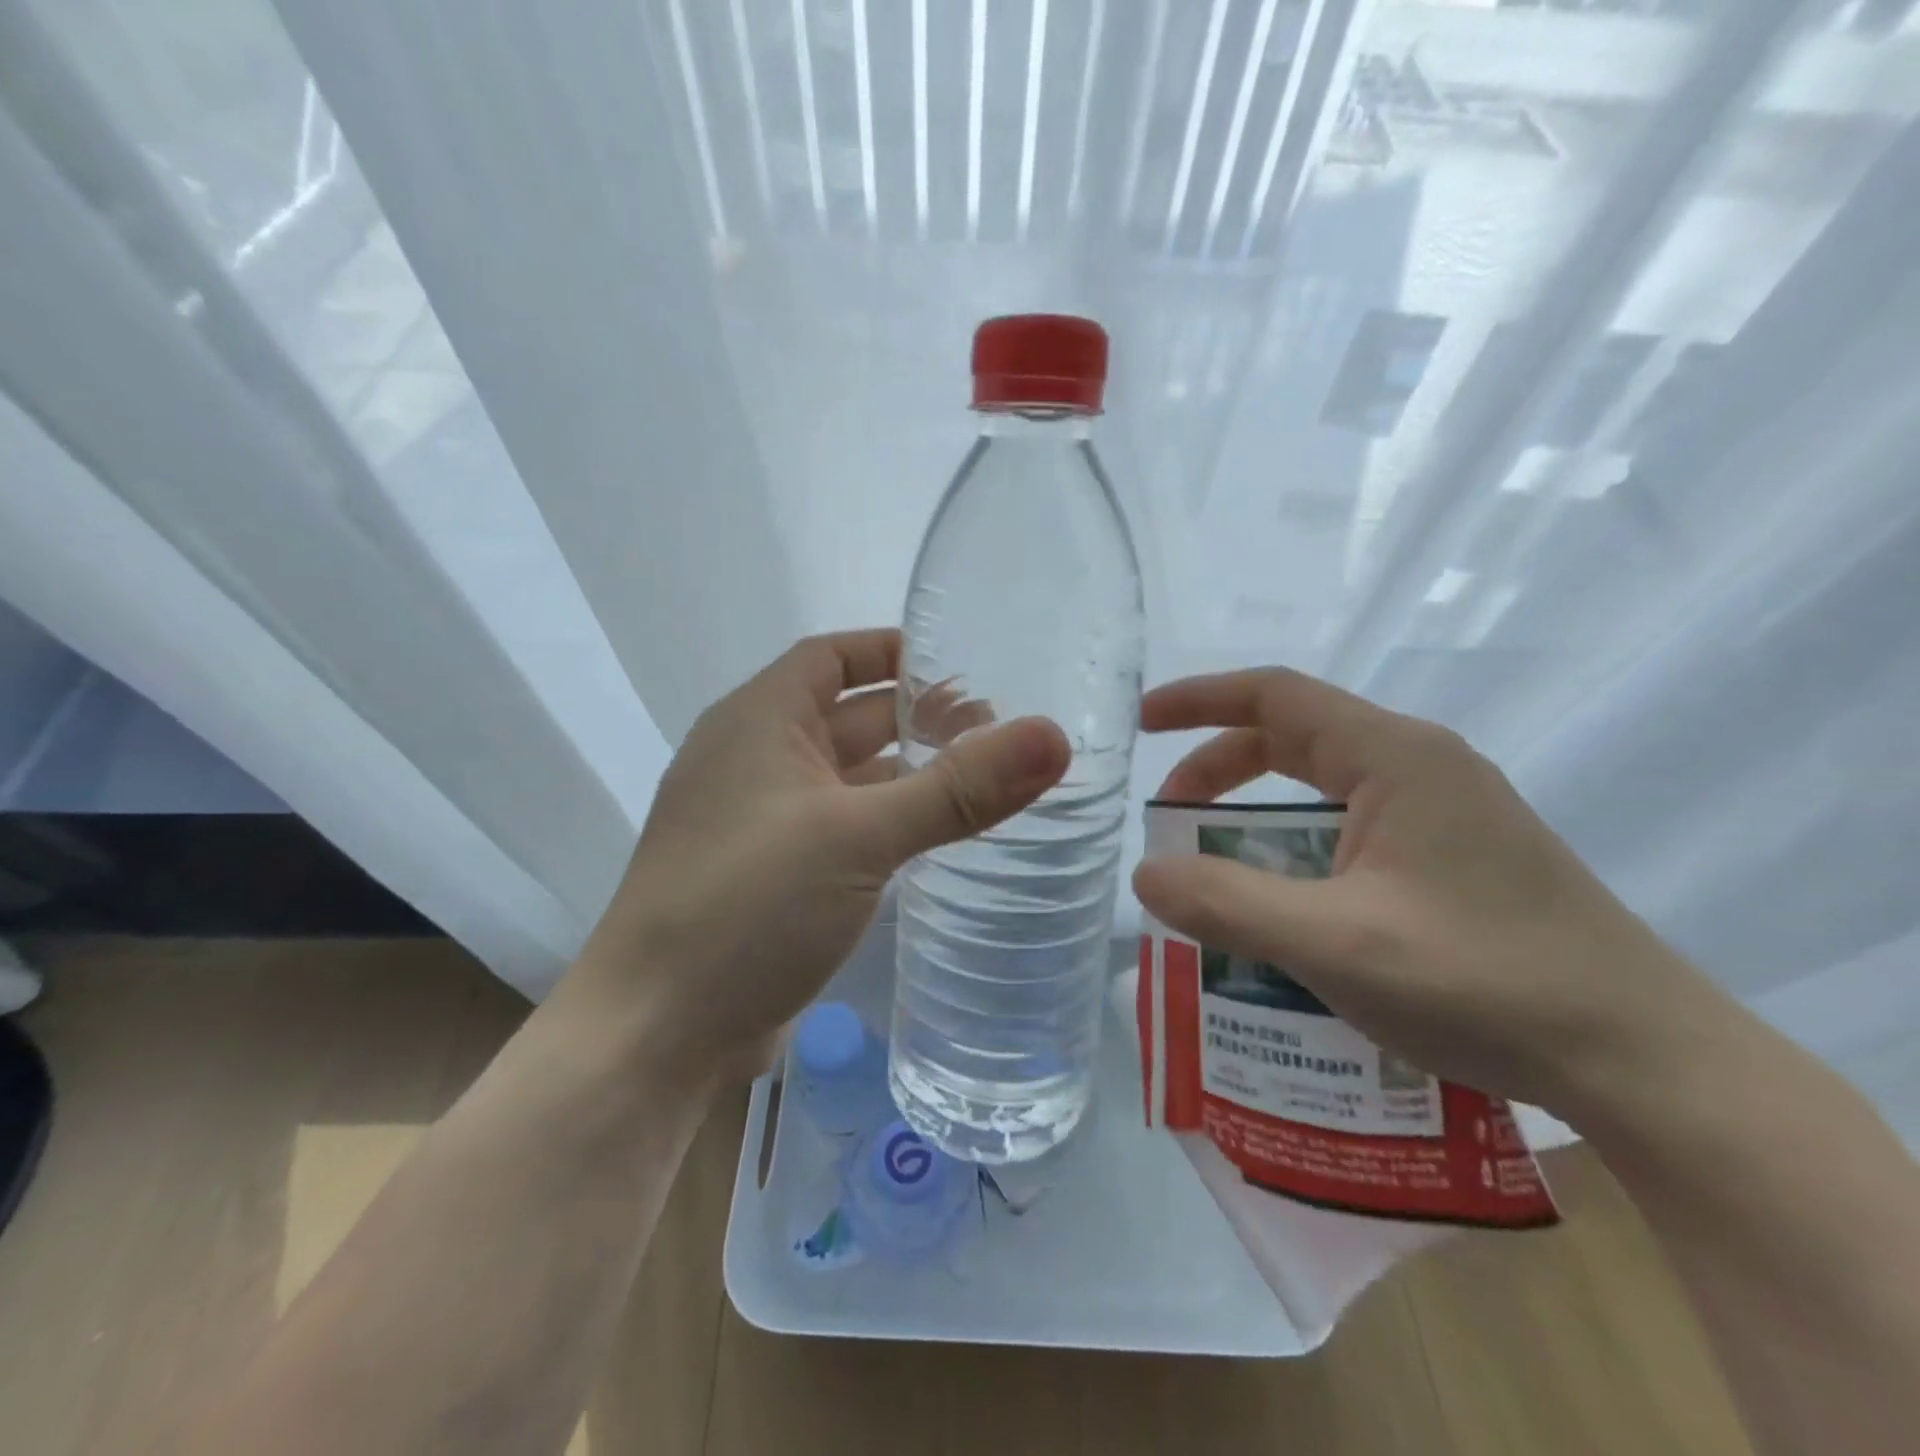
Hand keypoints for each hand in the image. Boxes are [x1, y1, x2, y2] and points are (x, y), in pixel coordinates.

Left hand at [571, 630, 1069, 1087]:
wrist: (656, 1033)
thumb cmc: (747, 904)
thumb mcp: (860, 836)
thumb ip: (958, 788)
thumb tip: (1053, 737)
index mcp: (758, 721)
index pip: (832, 656)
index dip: (893, 651)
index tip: (962, 663)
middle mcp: (753, 759)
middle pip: (847, 716)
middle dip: (917, 718)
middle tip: (998, 730)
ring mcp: (759, 822)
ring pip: (846, 778)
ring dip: (905, 775)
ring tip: (984, 781)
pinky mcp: (770, 876)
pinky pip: (839, 829)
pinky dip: (884, 824)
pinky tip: (933, 841)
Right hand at [1132, 668, 1726, 1117]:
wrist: (1647, 1062)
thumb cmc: (1487, 983)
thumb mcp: (1334, 943)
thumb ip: (1227, 904)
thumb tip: (1146, 876)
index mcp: (1395, 757)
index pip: (1275, 695)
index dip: (1198, 699)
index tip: (1142, 724)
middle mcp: (1420, 767)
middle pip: (1293, 739)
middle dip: (1218, 770)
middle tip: (1168, 820)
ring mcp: (1443, 812)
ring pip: (1321, 790)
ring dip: (1256, 818)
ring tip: (1214, 870)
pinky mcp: (1454, 856)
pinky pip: (1350, 830)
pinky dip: (1296, 850)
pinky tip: (1284, 907)